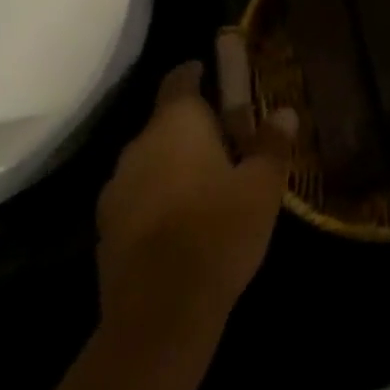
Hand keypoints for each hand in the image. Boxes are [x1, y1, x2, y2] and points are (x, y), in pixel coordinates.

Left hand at [95, 34, 296, 349]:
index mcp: (175, 123)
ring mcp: (116, 189)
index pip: (180, 78)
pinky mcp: (105, 230)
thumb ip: (272, 143)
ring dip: (174, 163)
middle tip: (230, 139)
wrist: (159, 316)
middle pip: (165, 121)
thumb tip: (284, 112)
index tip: (216, 75)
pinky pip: (138, 196)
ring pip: (151, 160)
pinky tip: (185, 221)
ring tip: (209, 182)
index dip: (197, 72)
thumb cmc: (218, 231)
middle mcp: (139, 146)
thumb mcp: (262, 185)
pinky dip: (159, 197)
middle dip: (194, 126)